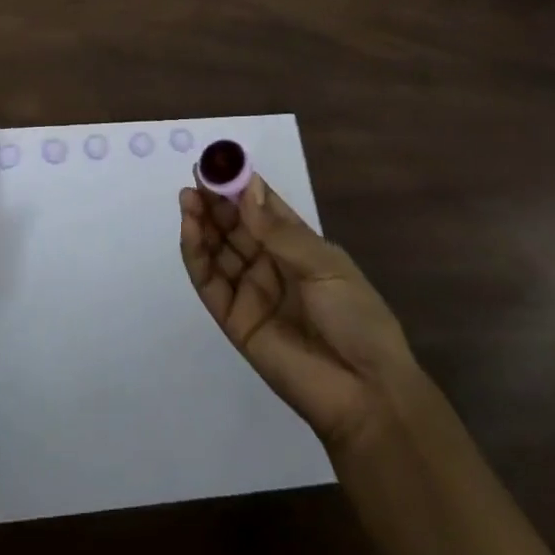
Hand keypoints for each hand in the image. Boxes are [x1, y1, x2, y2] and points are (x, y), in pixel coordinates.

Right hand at [180, 176, 420, 453]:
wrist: (366, 392)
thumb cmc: (356, 317)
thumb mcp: (324, 264)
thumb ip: (279, 231)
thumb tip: (246, 188)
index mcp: (298, 247)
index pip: (261, 208)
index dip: (240, 185)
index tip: (218, 162)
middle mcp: (271, 264)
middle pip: (234, 226)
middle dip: (214, 201)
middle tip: (195, 178)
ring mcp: (251, 292)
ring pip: (218, 250)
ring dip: (201, 223)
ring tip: (188, 198)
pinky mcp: (235, 320)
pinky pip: (210, 283)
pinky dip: (196, 255)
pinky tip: (190, 230)